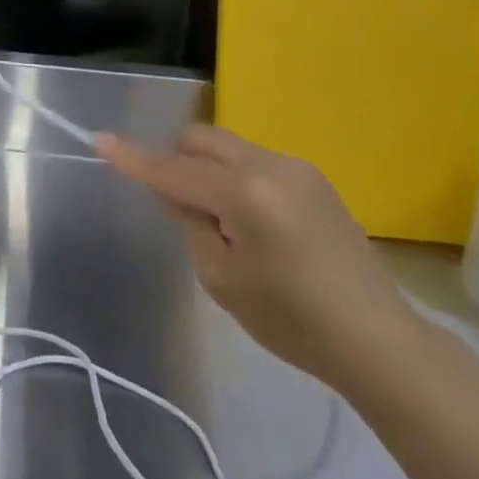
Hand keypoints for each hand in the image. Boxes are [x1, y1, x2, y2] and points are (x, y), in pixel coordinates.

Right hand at [99, 126, 422, 387]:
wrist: (378, 339)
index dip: (134, 158)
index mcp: (244, 193)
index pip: (174, 169)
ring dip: (210, 171)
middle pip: (201, 139)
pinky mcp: (313, 176)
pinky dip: (238, 179)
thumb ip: (189, 221)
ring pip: (228, 147)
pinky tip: (258, 225)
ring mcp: (296, 166)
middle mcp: (269, 164)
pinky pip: (255, 161)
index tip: (100, 140)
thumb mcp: (223, 279)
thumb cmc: (293, 321)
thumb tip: (175, 189)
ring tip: (228, 226)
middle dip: (178, 160)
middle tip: (180, 206)